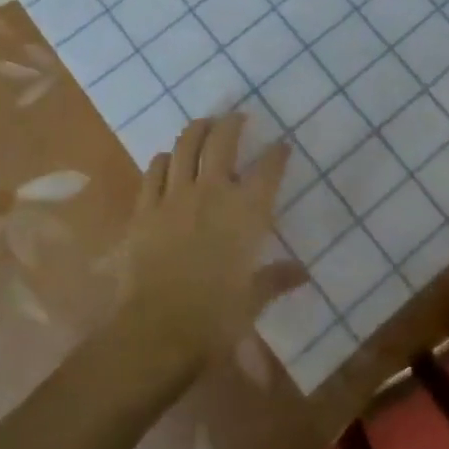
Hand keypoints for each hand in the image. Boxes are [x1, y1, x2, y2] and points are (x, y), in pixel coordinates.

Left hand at [122, 113, 303, 358]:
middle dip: (232, 124)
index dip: (277, 154)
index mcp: (246, 212)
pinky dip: (163, 159)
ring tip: (203, 124)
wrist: (157, 331)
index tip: (282, 145)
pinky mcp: (145, 208)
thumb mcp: (253, 300)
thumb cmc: (215, 318)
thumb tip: (303, 273)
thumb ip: (277, 279)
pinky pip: (154, 171)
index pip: (268, 169)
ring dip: (196, 130)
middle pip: (222, 141)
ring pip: (184, 146)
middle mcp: (212, 192)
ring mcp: (175, 196)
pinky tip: (166, 159)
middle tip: (237, 117)